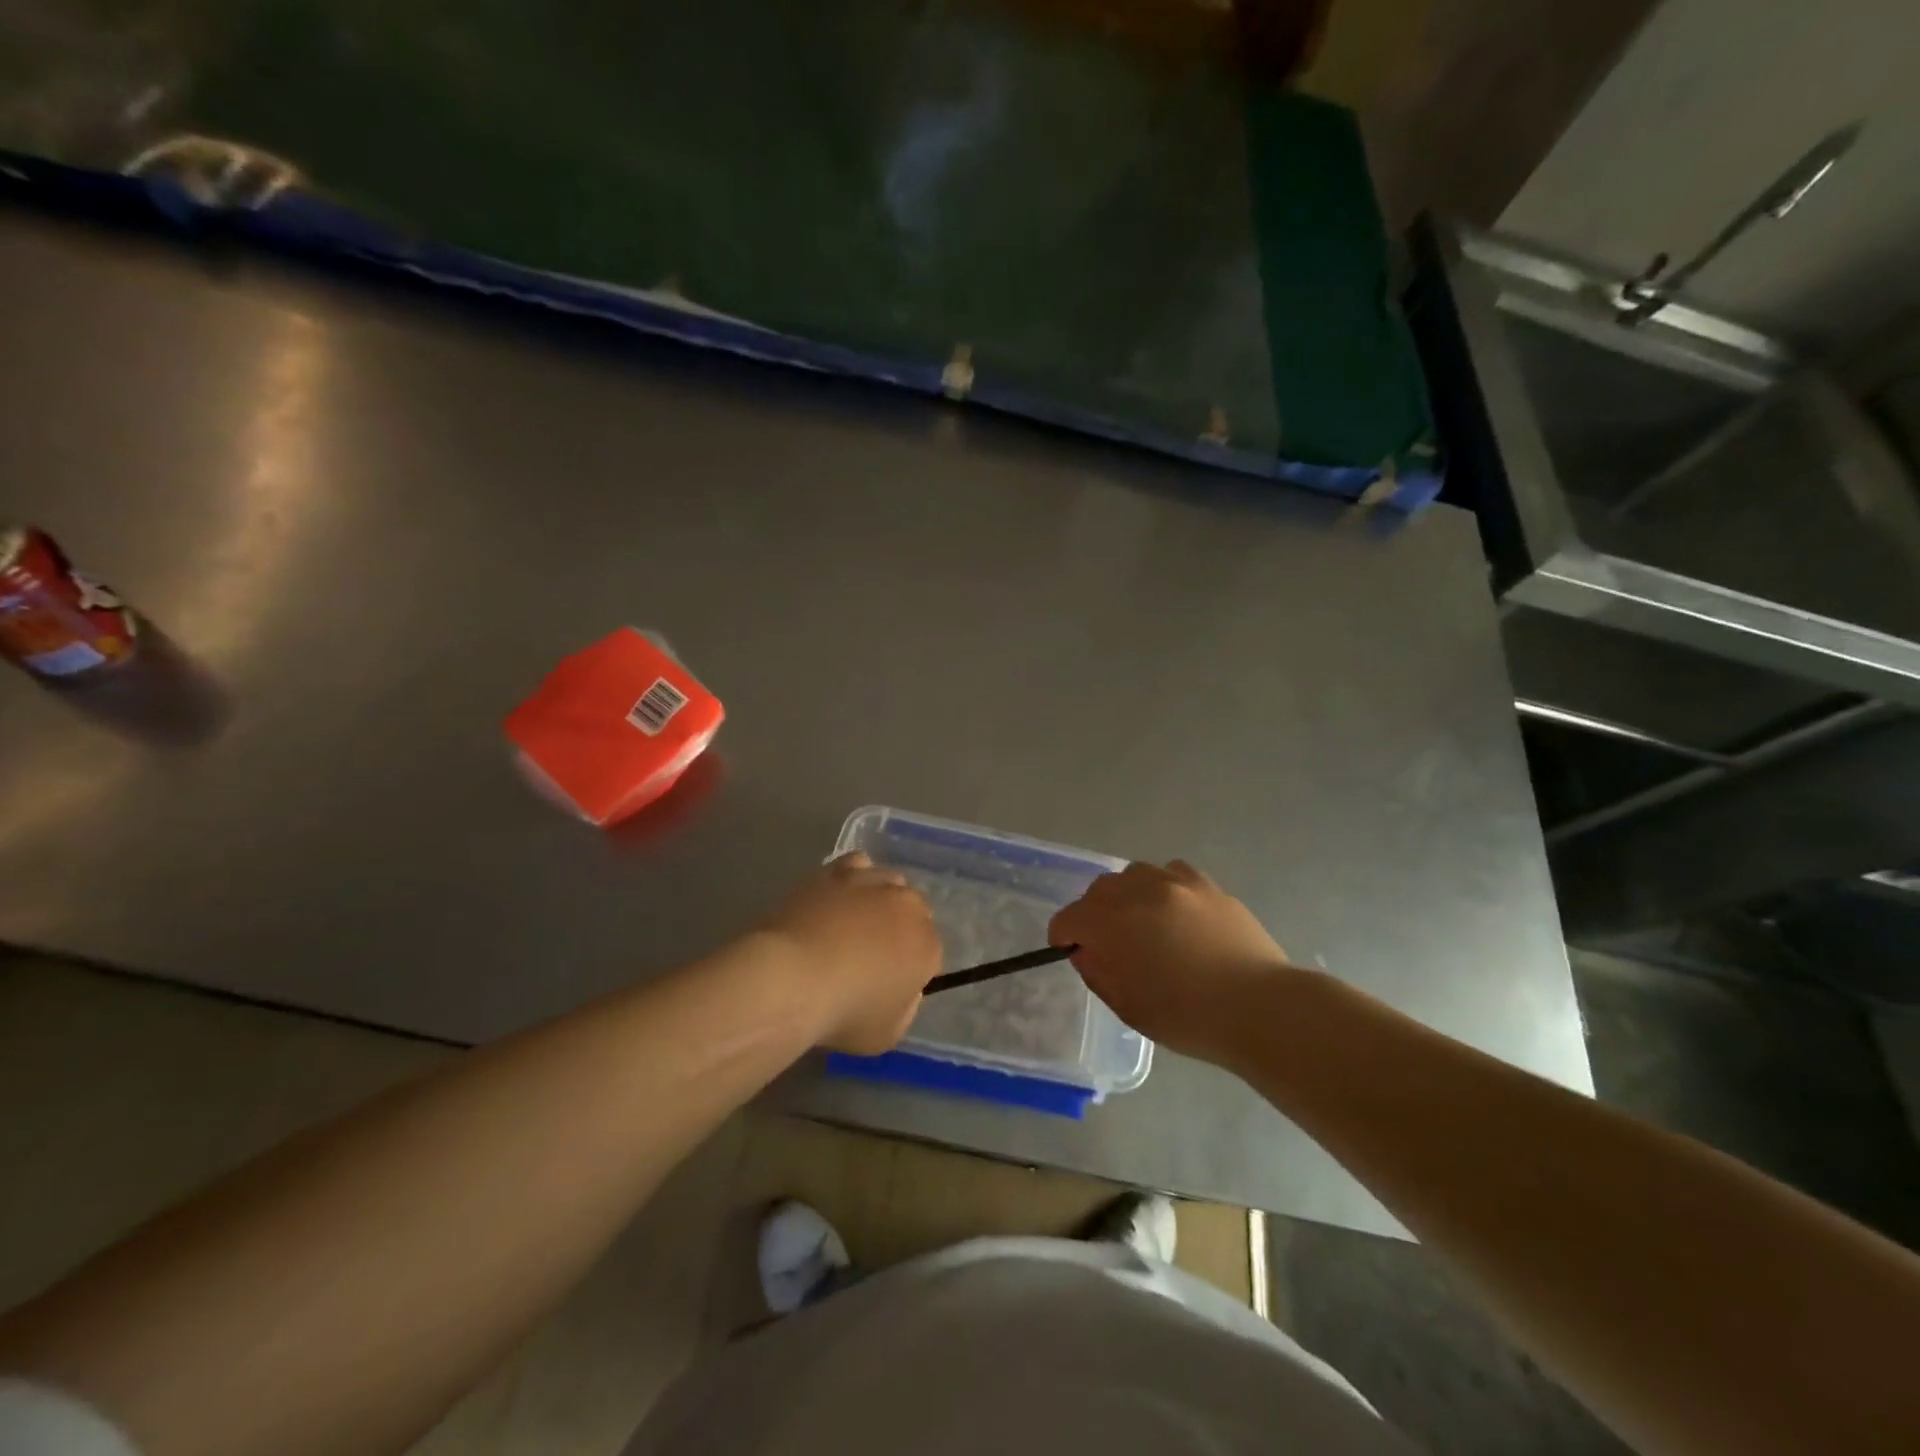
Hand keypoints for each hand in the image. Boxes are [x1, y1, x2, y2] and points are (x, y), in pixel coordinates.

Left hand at [757, 852, 940, 1054]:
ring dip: (881, 900)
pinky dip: (857, 876)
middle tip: (873, 955)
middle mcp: (907, 906)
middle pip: (914, 912)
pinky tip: (842, 895)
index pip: (931, 953)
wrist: (789, 978)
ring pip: (890, 883)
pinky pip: (859, 865)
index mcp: (926, 945)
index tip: (890, 985)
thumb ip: (904, 1007)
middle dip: (901, 930)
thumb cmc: (842, 1014)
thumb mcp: (886, 1034)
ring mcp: (872, 882)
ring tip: (855, 923)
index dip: (912, 970)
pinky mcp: (837, 871)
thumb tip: (901, 990)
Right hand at [1050, 860, 1292, 1065]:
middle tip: (1107, 941)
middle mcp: (1140, 891)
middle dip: (1093, 913)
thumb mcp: (1128, 1006)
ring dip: (1128, 896)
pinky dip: (1163, 888)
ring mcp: (1177, 882)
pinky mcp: (1208, 885)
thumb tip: (1087, 950)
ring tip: (1143, 923)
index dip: (1064, 935)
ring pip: (1134, 874)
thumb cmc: (1188, 1017)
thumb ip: (1098, 972)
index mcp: (1114, 923)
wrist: (1260, 1008)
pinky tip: (1175, 912)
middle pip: (1099, 889)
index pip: (1070, 918)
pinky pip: (1172, 873)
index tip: (1072, 951)